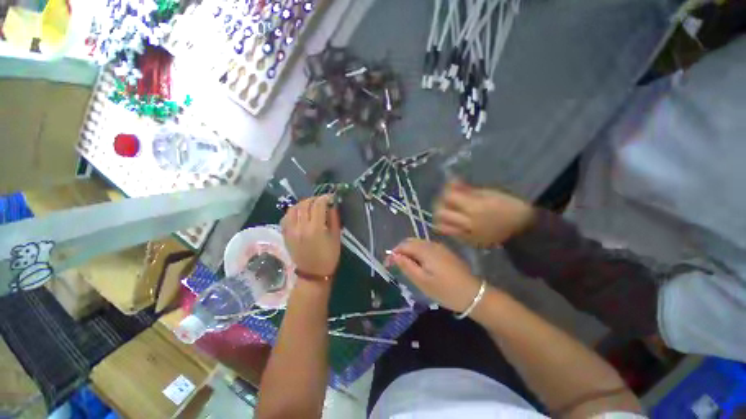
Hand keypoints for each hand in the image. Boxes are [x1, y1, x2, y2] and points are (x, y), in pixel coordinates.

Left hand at [281, 195, 340, 276]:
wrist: (312, 274)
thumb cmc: (328, 257)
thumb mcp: (336, 237)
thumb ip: (334, 219)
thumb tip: (332, 205)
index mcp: (315, 228)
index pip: (318, 205)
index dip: (325, 198)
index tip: (330, 197)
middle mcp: (300, 227)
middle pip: (305, 204)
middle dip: (314, 199)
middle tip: (321, 201)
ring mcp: (290, 231)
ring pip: (293, 208)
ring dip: (303, 203)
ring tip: (310, 205)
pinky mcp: (285, 235)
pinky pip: (286, 217)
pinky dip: (293, 211)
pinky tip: (300, 213)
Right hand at [388, 239, 482, 312]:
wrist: (473, 294)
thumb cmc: (445, 291)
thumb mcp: (423, 282)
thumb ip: (407, 266)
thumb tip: (394, 256)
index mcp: (425, 250)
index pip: (403, 245)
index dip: (393, 253)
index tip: (387, 265)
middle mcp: (432, 244)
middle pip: (410, 242)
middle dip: (400, 251)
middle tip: (395, 265)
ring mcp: (439, 247)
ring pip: (418, 244)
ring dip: (409, 252)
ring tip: (405, 266)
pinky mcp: (444, 252)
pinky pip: (426, 247)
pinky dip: (418, 252)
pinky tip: (419, 264)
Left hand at [435, 180, 535, 247]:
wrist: (524, 230)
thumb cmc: (509, 206)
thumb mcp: (489, 193)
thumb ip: (467, 190)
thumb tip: (451, 182)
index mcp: (475, 208)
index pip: (449, 197)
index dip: (447, 189)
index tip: (451, 185)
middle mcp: (468, 223)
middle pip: (441, 213)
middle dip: (440, 203)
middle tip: (446, 199)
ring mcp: (467, 235)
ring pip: (441, 226)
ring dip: (441, 216)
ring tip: (446, 210)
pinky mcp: (468, 243)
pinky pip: (450, 234)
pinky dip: (447, 226)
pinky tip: (453, 220)